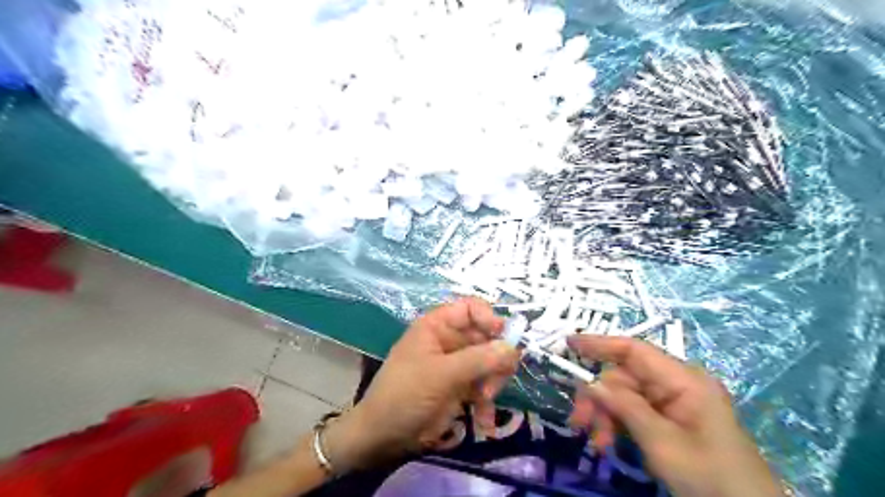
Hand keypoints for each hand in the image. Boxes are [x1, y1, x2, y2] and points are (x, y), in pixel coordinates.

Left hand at [324, 297, 518, 471]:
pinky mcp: (459, 387)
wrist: (383, 437)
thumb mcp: (441, 374)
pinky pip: (483, 386)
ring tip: (486, 399)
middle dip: (495, 358)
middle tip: (498, 379)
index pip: (470, 308)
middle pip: (485, 337)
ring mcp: (455, 365)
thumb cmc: (406, 394)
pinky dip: (486, 402)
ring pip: (488, 362)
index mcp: (437, 326)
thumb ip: (478, 360)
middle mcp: (448, 340)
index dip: (490, 318)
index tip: (506, 338)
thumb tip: (513, 348)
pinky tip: (484, 421)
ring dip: (493, 381)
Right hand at [568, 336, 780, 496]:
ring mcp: (673, 402)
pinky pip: (633, 412)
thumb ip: (625, 407)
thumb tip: (591, 382)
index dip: (599, 343)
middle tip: (578, 422)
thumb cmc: (709, 476)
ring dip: (605, 416)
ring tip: (597, 443)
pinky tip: (608, 444)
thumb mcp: (662, 442)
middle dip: (598, 398)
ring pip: (624, 396)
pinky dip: (617, 425)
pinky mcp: (669, 419)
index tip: (568, 344)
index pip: (634, 350)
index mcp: (683, 380)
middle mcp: (676, 384)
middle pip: (623, 377)